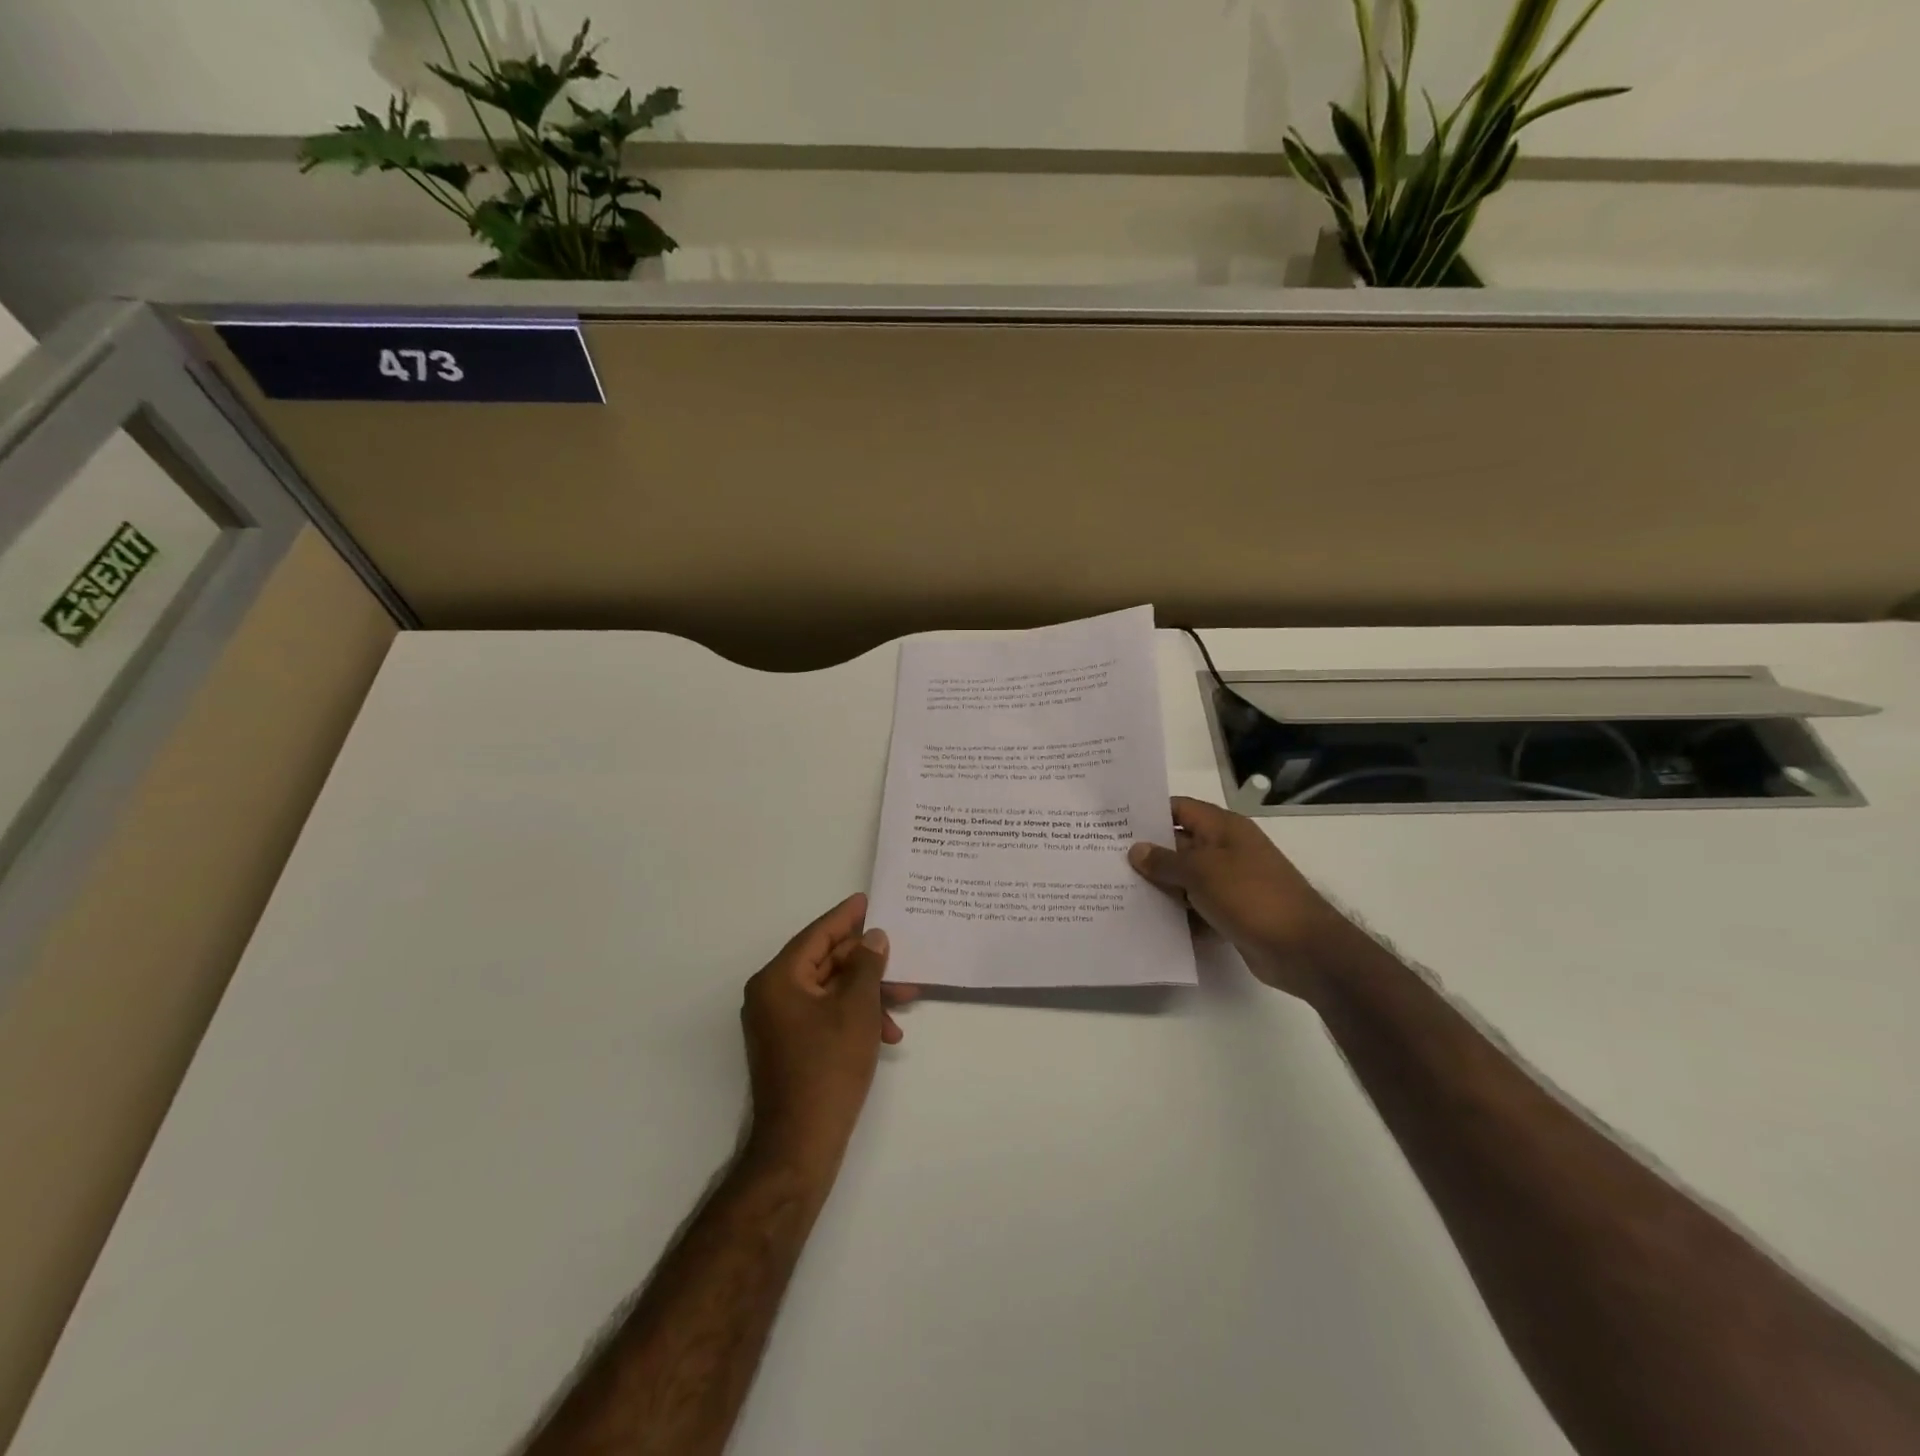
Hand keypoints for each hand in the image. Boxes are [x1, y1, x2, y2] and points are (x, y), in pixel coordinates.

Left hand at [741, 893, 917, 1175]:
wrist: (799, 1145)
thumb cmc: (828, 1067)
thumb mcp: (857, 1009)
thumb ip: (868, 966)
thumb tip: (873, 939)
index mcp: (779, 978)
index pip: (818, 935)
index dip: (846, 917)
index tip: (867, 900)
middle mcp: (772, 994)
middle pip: (826, 961)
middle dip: (868, 964)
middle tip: (902, 960)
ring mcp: (779, 1022)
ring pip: (830, 990)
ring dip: (867, 993)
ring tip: (906, 1001)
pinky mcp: (790, 1045)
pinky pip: (825, 1014)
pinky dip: (854, 1016)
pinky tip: (886, 1033)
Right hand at [1127, 797, 1350, 1001]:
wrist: (1302, 949)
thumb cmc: (1251, 896)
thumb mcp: (1202, 872)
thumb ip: (1165, 861)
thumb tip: (1136, 849)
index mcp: (1223, 828)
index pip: (1179, 809)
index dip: (1149, 813)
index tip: (1115, 822)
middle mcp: (1226, 850)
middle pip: (1179, 844)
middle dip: (1148, 852)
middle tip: (1106, 858)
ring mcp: (1230, 882)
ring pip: (1185, 878)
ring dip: (1160, 885)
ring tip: (1117, 889)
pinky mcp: (1231, 912)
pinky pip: (1196, 906)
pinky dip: (1177, 912)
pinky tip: (1147, 920)